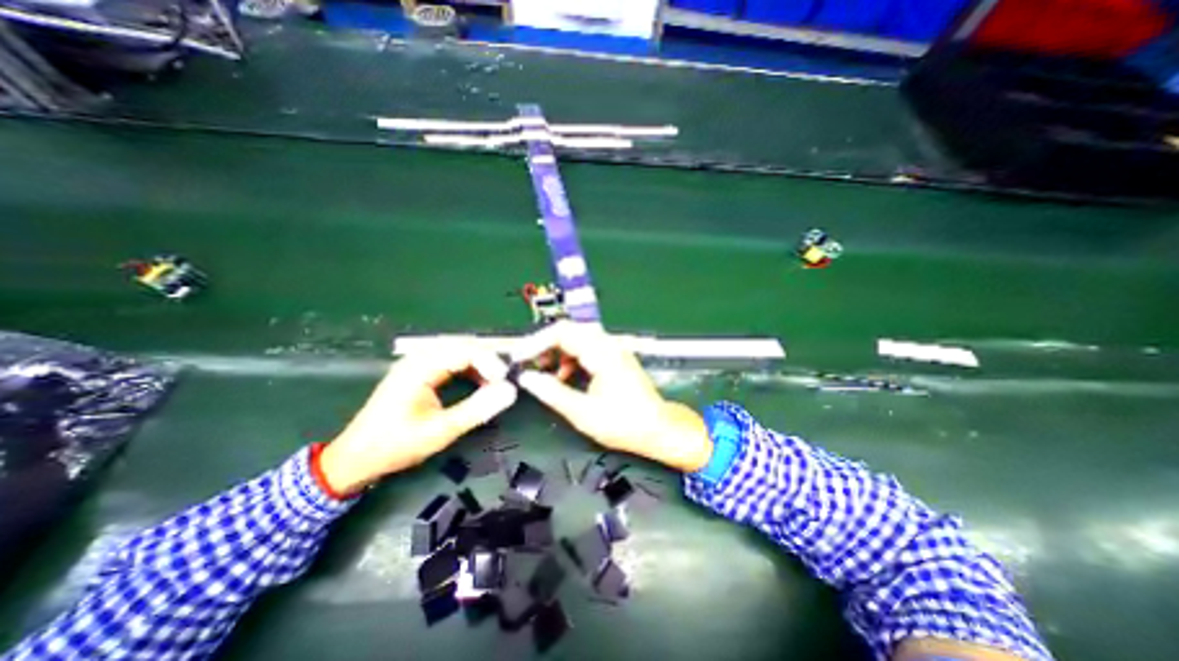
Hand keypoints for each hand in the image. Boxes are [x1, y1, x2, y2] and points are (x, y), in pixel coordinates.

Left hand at [319, 341, 516, 494]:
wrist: (355, 458)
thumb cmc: (396, 445)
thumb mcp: (441, 430)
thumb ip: (477, 409)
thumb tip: (510, 391)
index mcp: (420, 367)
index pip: (465, 350)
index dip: (490, 362)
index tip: (505, 381)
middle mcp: (418, 358)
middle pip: (463, 345)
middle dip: (488, 358)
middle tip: (506, 377)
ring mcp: (416, 364)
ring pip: (458, 351)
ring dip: (480, 363)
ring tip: (496, 380)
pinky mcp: (418, 372)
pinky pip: (450, 360)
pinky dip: (468, 368)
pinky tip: (478, 382)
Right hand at [508, 321, 707, 472]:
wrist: (658, 428)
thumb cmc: (624, 423)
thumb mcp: (583, 412)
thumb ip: (552, 393)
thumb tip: (527, 378)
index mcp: (602, 352)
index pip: (562, 333)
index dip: (536, 342)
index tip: (518, 357)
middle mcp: (609, 344)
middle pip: (569, 331)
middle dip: (545, 345)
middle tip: (528, 363)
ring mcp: (614, 349)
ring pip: (577, 338)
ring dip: (558, 351)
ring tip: (545, 372)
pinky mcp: (615, 357)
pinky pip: (587, 348)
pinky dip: (571, 359)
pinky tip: (565, 377)